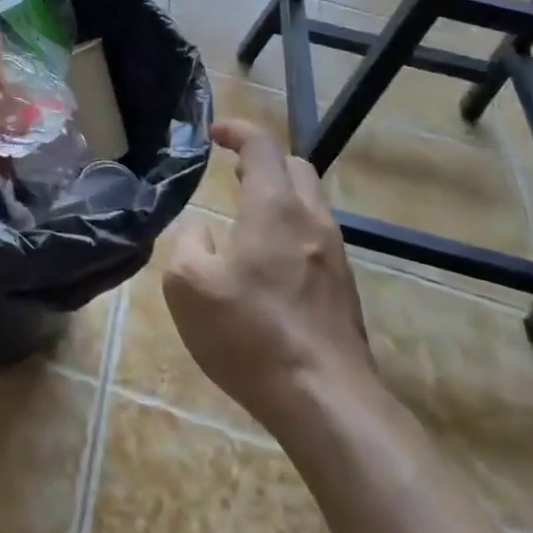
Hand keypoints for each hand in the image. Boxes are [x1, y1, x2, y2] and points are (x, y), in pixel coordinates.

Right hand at [162, 119, 373, 424]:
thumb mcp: (187, 286)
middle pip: (296, 166)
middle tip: (234, 173)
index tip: (214, 134)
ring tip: (250, 214)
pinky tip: (271, 260)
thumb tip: (202, 232)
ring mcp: (335, 254)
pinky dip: (293, 226)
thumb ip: (187, 243)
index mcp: (273, 208)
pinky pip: (318, 234)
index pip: (261, 146)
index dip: (237, 131)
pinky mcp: (345, 287)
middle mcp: (311, 220)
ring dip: (281, 194)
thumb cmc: (249, 335)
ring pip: (312, 201)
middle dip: (263, 160)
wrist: (326, 401)